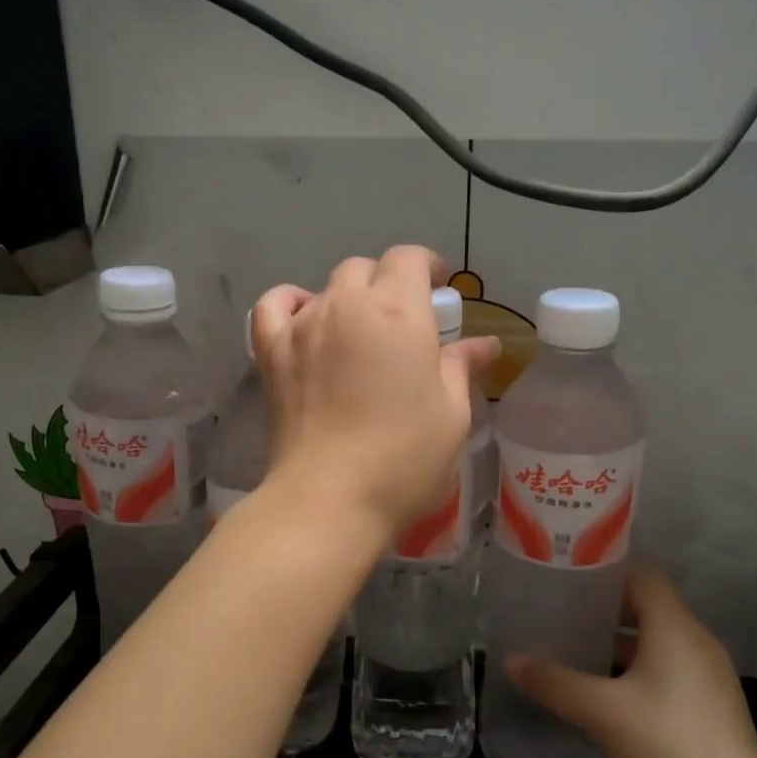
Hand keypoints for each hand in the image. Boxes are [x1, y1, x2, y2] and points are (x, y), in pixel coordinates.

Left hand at [252, 246, 497, 541]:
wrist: (328, 498)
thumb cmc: (404, 458)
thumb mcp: (451, 414)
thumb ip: (462, 367)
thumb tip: (485, 343)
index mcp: (398, 312)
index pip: (408, 259)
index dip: (426, 265)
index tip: (439, 286)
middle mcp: (347, 305)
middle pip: (366, 269)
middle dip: (388, 282)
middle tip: (404, 319)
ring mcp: (303, 326)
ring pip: (326, 288)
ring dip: (349, 298)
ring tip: (360, 332)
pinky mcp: (271, 352)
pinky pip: (274, 306)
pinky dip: (291, 303)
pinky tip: (305, 320)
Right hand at [503, 566, 756, 757]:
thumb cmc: (668, 748)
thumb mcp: (601, 712)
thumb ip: (554, 682)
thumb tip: (510, 660)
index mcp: (675, 628)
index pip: (641, 575)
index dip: (604, 570)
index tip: (565, 575)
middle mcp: (697, 644)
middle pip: (647, 609)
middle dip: (602, 610)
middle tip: (558, 613)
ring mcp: (708, 681)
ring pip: (656, 645)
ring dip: (617, 646)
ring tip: (572, 650)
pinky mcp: (710, 713)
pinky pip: (666, 675)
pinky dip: (635, 674)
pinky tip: (603, 696)